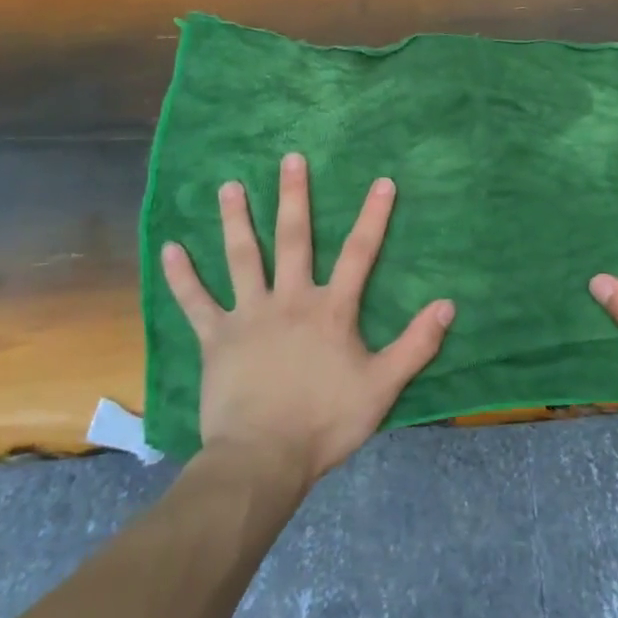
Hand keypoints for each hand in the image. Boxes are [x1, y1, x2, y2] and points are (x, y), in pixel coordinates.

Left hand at [161, 153, 453, 488]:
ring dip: (236, 220)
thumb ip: (416, 345)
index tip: (382, 181)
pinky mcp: (216, 338)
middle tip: (290, 159)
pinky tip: (170, 248)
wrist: (263, 458)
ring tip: (228, 186)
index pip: (359, 253)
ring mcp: (249, 315)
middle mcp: (290, 300)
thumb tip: (448, 305)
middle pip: (294, 239)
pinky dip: (182, 276)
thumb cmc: (326, 422)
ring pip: (242, 257)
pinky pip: (195, 301)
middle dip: (294, 197)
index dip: (373, 216)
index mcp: (331, 310)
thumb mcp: (382, 386)